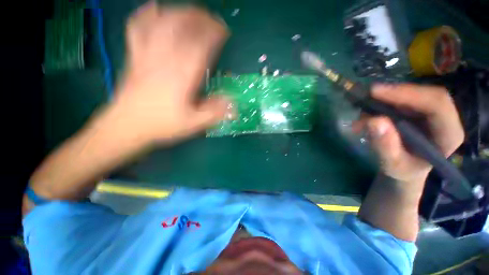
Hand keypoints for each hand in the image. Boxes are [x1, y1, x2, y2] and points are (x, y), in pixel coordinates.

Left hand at [108, 2, 230, 144]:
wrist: (126, 126)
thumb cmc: (162, 125)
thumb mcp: (193, 124)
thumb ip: (214, 113)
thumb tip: (233, 104)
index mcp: (182, 76)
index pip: (201, 46)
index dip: (214, 34)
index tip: (224, 31)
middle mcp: (165, 59)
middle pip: (182, 27)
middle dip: (200, 18)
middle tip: (212, 19)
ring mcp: (147, 54)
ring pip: (162, 22)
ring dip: (179, 12)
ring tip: (191, 12)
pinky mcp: (134, 56)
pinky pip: (138, 28)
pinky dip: (146, 15)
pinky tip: (154, 9)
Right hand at [354, 84, 463, 183]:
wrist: (406, 169)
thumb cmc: (403, 170)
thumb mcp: (392, 165)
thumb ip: (386, 146)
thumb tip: (374, 121)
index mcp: (448, 135)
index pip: (437, 105)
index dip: (408, 94)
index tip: (376, 92)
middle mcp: (445, 119)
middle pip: (427, 95)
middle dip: (397, 92)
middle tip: (369, 93)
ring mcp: (433, 113)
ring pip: (415, 94)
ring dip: (389, 96)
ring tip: (365, 104)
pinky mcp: (420, 110)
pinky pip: (405, 98)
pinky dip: (385, 101)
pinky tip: (370, 108)